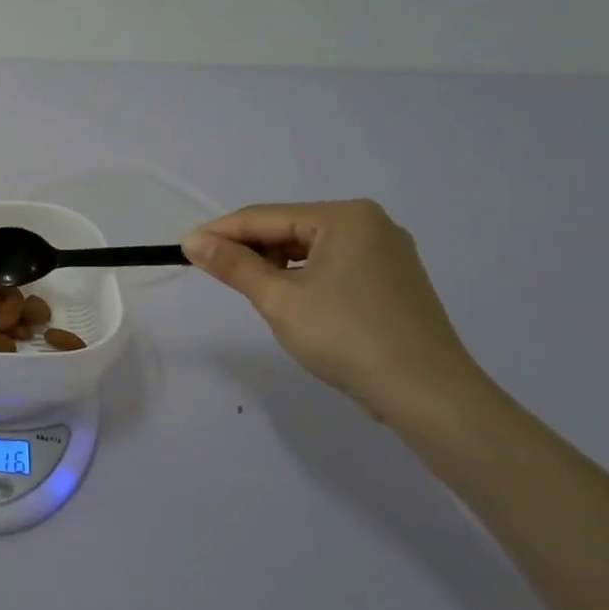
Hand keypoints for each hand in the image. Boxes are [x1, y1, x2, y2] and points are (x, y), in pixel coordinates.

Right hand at [183, 199, 487, 427]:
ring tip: (251, 292)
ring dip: (275, 266)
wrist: (426, 393)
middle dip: (249, 250)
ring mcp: (386, 253)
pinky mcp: (392, 281)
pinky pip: (333, 267)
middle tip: (213, 274)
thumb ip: (234, 265)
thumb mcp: (279, 299)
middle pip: (289, 229)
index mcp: (345, 217)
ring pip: (310, 249)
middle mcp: (370, 224)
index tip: (182, 248)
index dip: (220, 232)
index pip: (265, 216)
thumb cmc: (346, 337)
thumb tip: (193, 241)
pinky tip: (290, 302)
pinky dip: (303, 279)